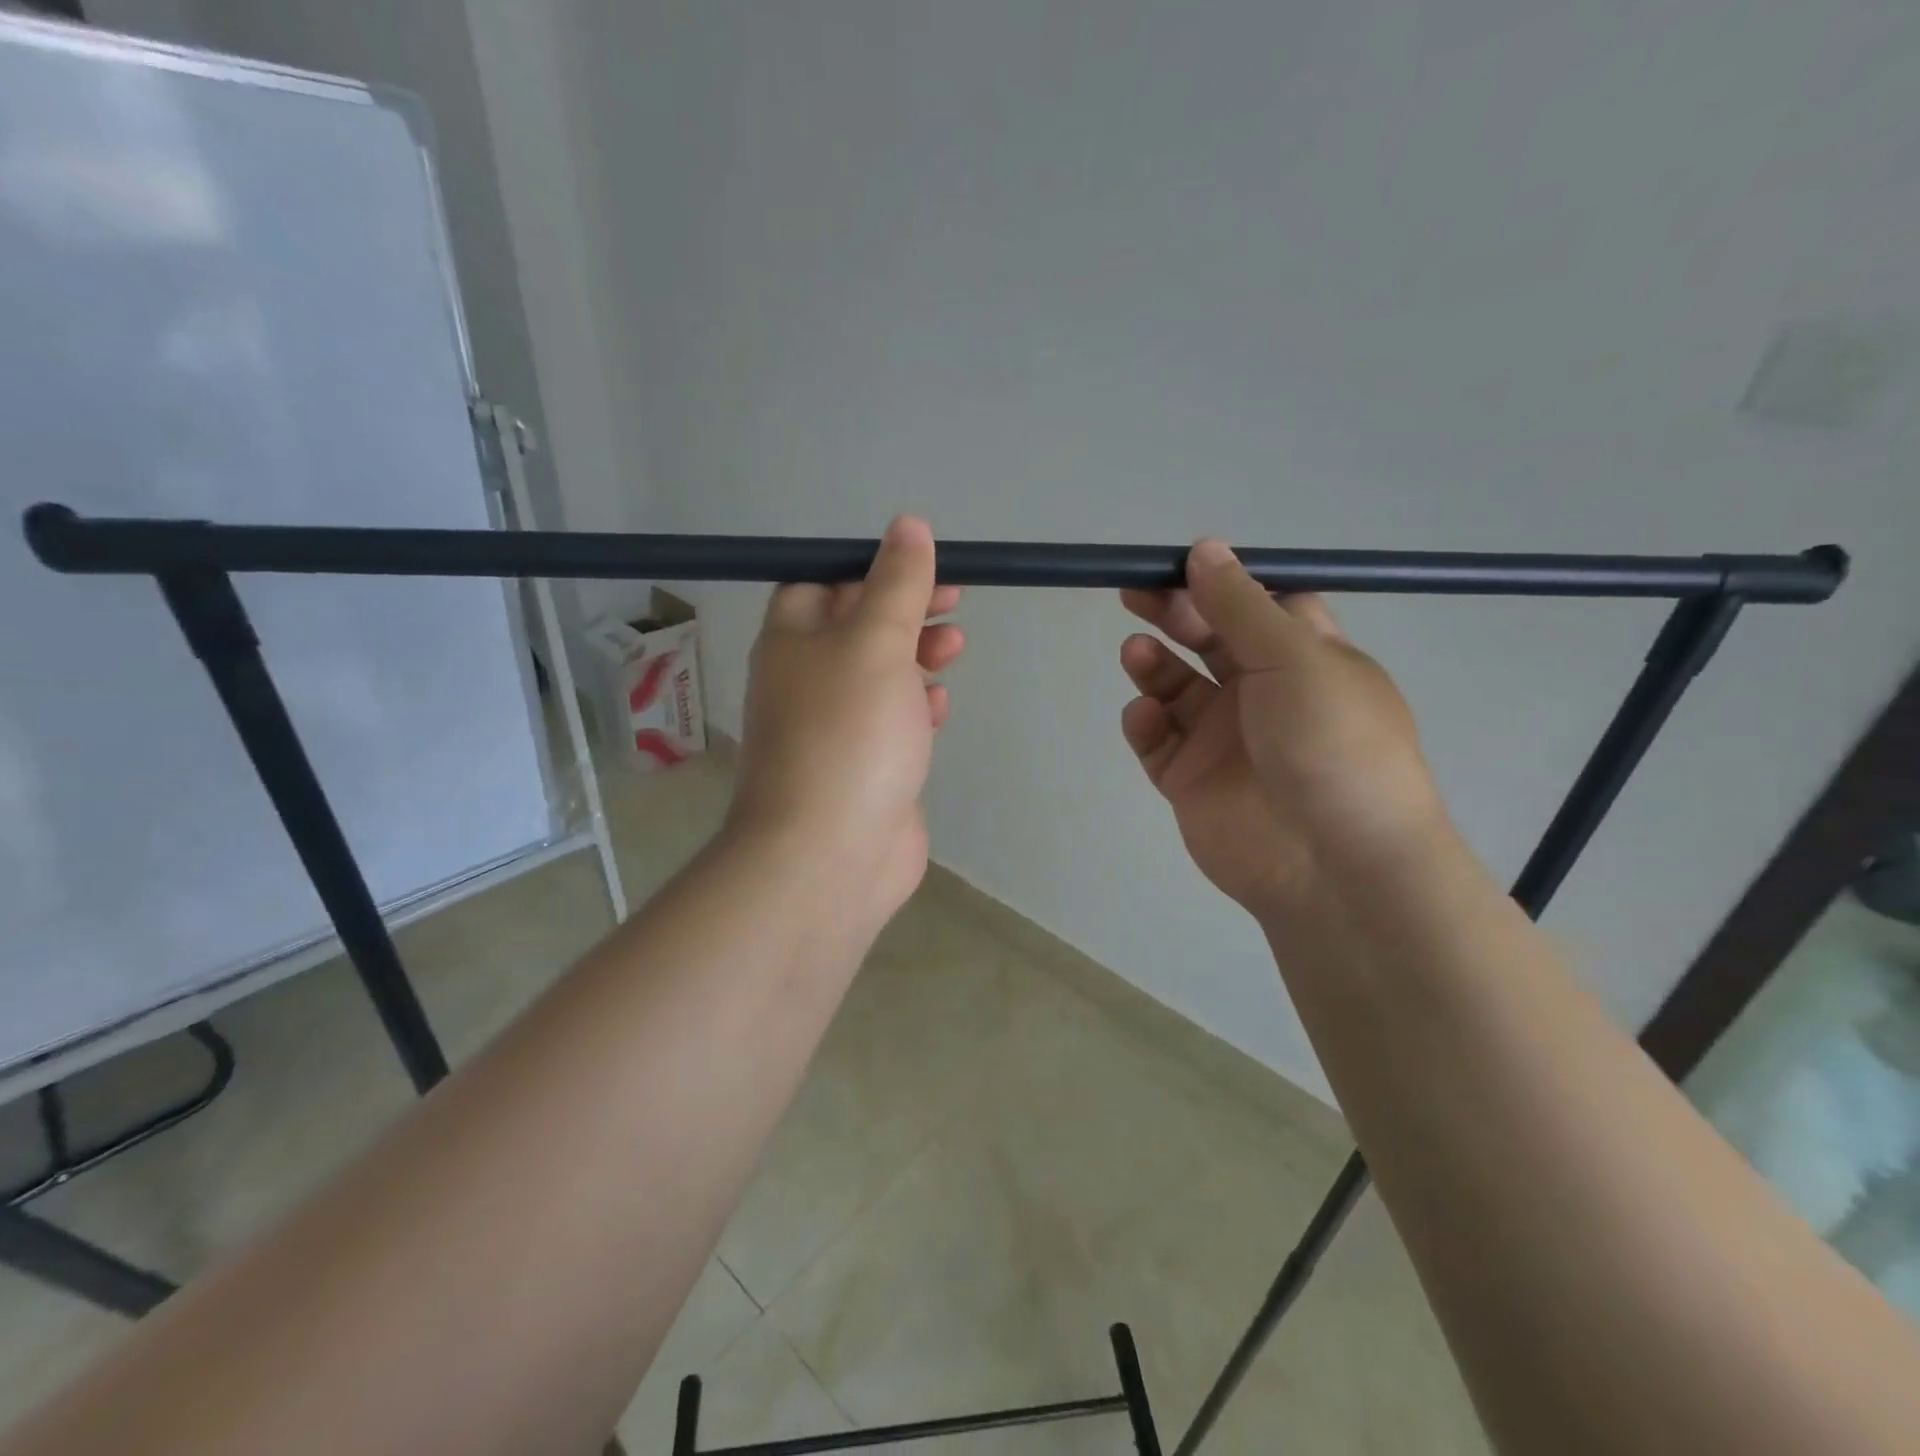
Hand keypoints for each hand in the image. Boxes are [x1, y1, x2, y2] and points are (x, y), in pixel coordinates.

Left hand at [728, 516, 963, 933]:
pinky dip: (915, 707)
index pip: (822, 583)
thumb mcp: (876, 643)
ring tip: (953, 650)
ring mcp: (833, 728)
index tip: (921, 566)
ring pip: (878, 675)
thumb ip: (896, 585)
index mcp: (791, 641)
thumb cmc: (848, 734)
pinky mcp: (862, 767)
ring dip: (916, 656)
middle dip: (905, 611)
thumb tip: (908, 526)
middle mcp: (805, 680)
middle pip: (856, 628)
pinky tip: (939, 708)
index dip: (870, 568)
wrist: (828, 854)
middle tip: (953, 604)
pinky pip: (890, 722)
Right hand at [1119, 539, 1446, 919]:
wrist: (1332, 864)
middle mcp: (1262, 693)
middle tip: (1135, 595)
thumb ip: (1240, 605)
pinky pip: (1157, 741)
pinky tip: (1145, 716)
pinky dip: (1145, 724)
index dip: (1219, 584)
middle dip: (1173, 614)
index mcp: (1303, 658)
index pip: (1257, 606)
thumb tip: (1205, 547)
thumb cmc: (1330, 744)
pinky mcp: (1190, 780)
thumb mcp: (1293, 659)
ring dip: (1153, 665)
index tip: (1178, 566)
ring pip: (1175, 688)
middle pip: (1207, 639)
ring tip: (1135, 654)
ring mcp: (1223, 739)